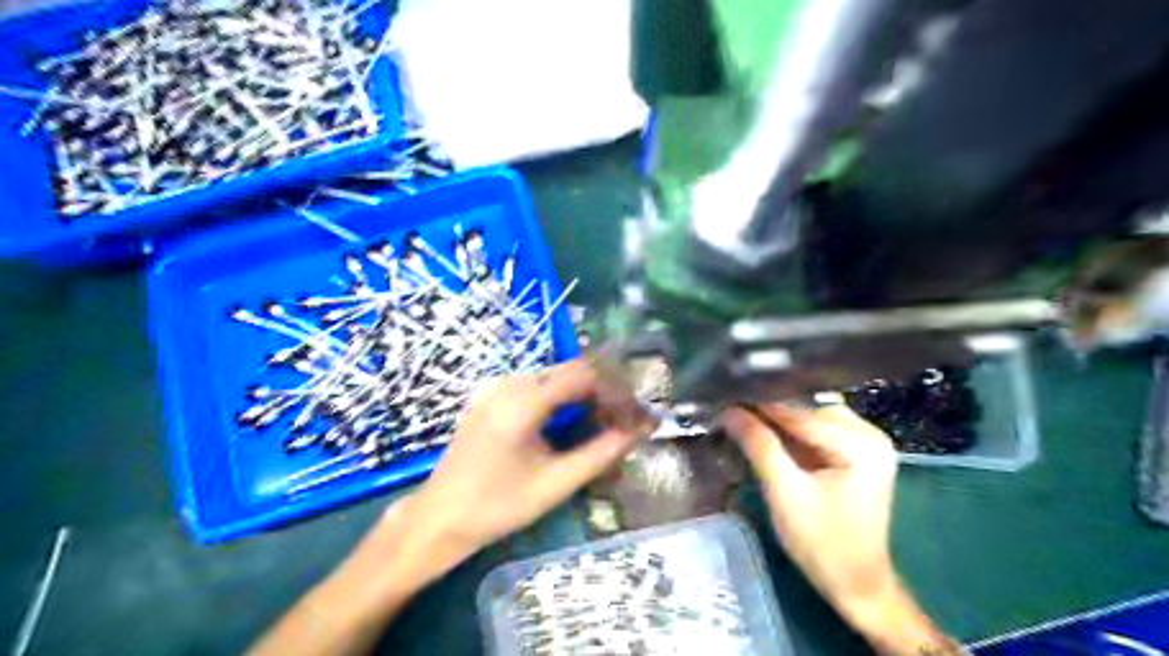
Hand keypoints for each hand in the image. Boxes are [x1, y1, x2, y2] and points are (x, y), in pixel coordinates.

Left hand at [403, 359, 655, 563]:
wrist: (439, 518)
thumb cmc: (497, 506)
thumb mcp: (555, 484)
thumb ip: (601, 453)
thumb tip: (639, 431)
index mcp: (523, 401)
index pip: (585, 374)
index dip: (616, 390)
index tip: (635, 415)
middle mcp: (510, 383)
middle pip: (571, 370)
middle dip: (603, 391)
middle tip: (623, 421)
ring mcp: (497, 388)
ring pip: (555, 377)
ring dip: (583, 395)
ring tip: (602, 424)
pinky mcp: (491, 397)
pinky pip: (537, 386)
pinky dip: (561, 399)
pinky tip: (570, 424)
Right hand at [724, 402, 895, 611]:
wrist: (855, 586)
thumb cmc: (822, 544)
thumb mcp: (785, 493)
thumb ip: (759, 447)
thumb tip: (729, 411)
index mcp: (862, 444)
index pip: (800, 414)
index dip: (758, 407)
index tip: (722, 402)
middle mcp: (870, 435)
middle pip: (807, 411)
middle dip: (769, 413)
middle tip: (730, 413)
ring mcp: (867, 444)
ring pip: (810, 418)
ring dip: (778, 422)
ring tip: (744, 423)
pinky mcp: (857, 455)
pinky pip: (818, 432)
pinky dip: (792, 434)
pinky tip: (768, 437)